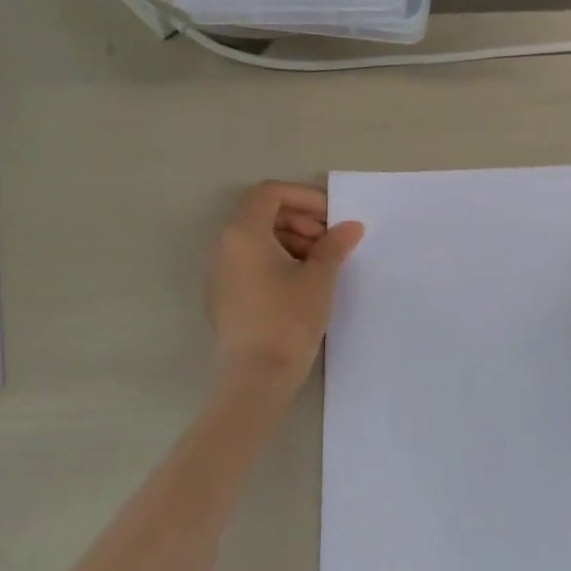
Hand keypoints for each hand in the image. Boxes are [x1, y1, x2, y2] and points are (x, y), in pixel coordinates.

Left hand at [207, 182, 363, 394]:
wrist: (256, 377)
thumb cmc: (288, 319)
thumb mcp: (319, 278)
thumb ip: (334, 245)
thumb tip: (350, 227)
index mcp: (243, 233)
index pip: (270, 193)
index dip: (304, 197)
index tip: (331, 217)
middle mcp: (224, 246)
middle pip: (262, 214)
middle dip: (300, 219)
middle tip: (329, 241)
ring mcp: (220, 272)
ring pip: (256, 239)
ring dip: (290, 239)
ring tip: (320, 262)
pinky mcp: (223, 295)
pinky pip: (249, 261)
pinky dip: (275, 259)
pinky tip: (301, 282)